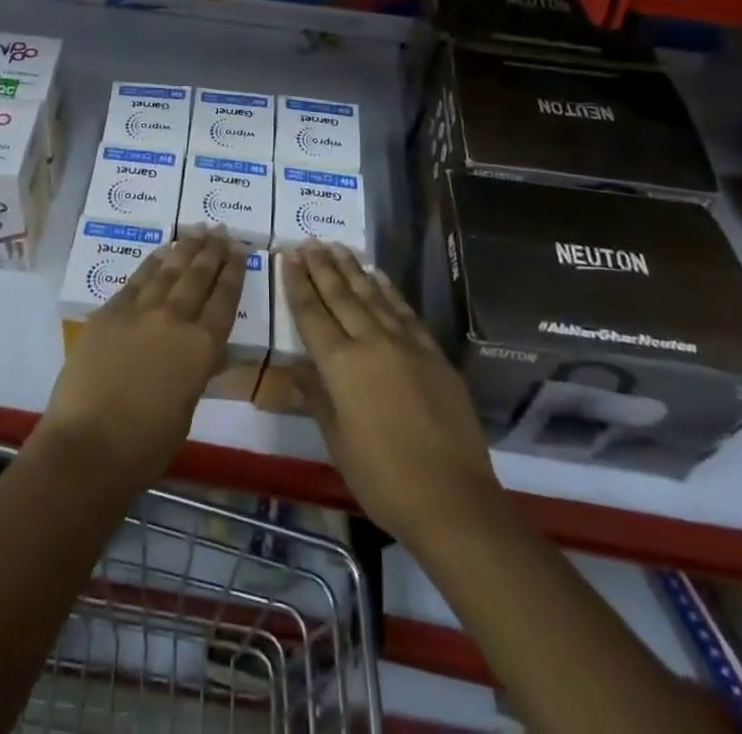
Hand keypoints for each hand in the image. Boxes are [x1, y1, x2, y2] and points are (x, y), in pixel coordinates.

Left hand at [41, 227, 244, 490]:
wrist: (89, 445)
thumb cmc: (146, 444)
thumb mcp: (187, 407)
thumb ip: (197, 370)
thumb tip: (206, 351)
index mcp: (203, 348)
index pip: (225, 299)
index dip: (234, 272)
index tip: (239, 251)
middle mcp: (176, 319)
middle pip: (199, 277)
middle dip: (213, 252)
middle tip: (221, 231)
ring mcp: (141, 310)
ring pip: (170, 270)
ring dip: (186, 249)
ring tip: (197, 231)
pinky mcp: (111, 311)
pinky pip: (138, 278)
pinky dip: (153, 262)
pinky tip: (162, 252)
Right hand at [286, 243, 500, 542]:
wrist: (452, 499)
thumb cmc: (383, 477)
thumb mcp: (337, 441)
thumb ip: (316, 396)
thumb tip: (295, 368)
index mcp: (341, 365)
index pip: (312, 315)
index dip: (298, 285)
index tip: (288, 257)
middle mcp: (371, 343)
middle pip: (341, 297)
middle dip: (322, 268)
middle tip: (309, 242)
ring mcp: (406, 344)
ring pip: (372, 296)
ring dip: (352, 270)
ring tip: (337, 247)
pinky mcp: (432, 353)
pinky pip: (404, 311)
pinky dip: (388, 290)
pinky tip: (379, 276)